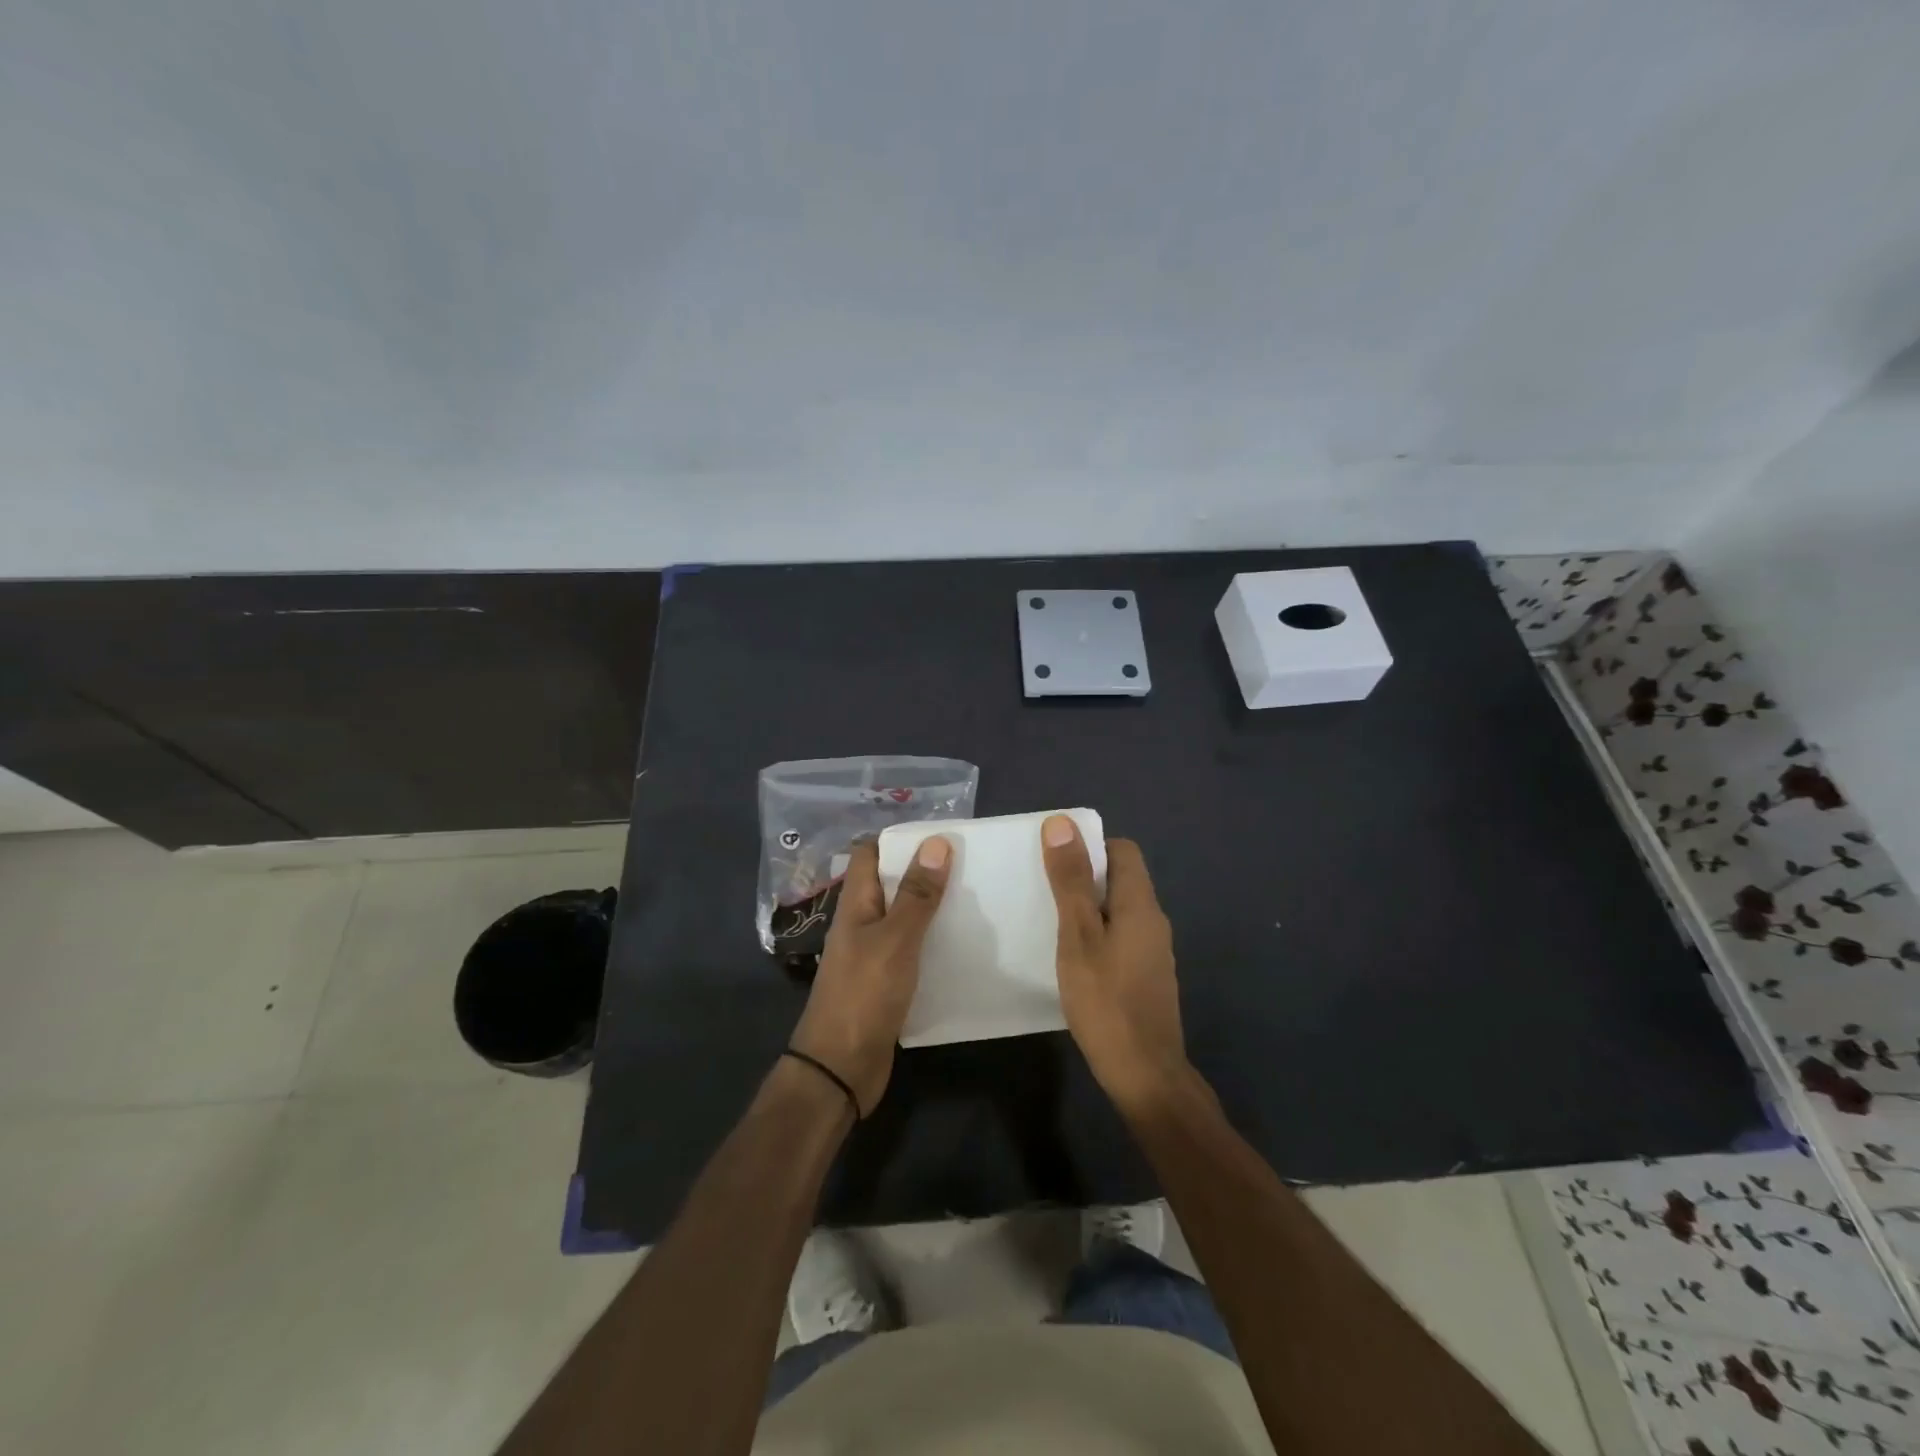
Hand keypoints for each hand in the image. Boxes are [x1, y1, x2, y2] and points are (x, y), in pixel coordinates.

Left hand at [789, 835, 950, 1116]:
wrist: (841, 1068)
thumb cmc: (864, 995)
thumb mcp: (895, 939)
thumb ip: (916, 894)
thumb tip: (936, 842)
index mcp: (855, 904)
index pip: (869, 853)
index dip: (898, 839)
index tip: (939, 835)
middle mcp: (860, 923)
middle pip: (889, 884)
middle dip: (923, 871)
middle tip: (969, 863)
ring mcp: (871, 954)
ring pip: (903, 918)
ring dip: (930, 908)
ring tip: (974, 898)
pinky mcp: (885, 983)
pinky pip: (911, 950)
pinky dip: (932, 942)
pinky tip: (961, 945)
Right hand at [1041, 815, 1192, 1115]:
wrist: (1145, 1075)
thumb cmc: (1106, 1001)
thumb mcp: (1078, 936)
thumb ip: (1071, 881)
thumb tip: (1062, 823)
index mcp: (1140, 904)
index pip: (1123, 850)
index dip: (1090, 846)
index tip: (1055, 859)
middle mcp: (1154, 921)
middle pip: (1121, 879)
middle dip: (1083, 876)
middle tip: (1042, 888)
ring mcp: (1153, 952)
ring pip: (1119, 910)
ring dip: (1088, 908)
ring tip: (1049, 920)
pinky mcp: (1146, 977)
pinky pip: (1120, 937)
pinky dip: (1096, 935)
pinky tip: (1071, 957)